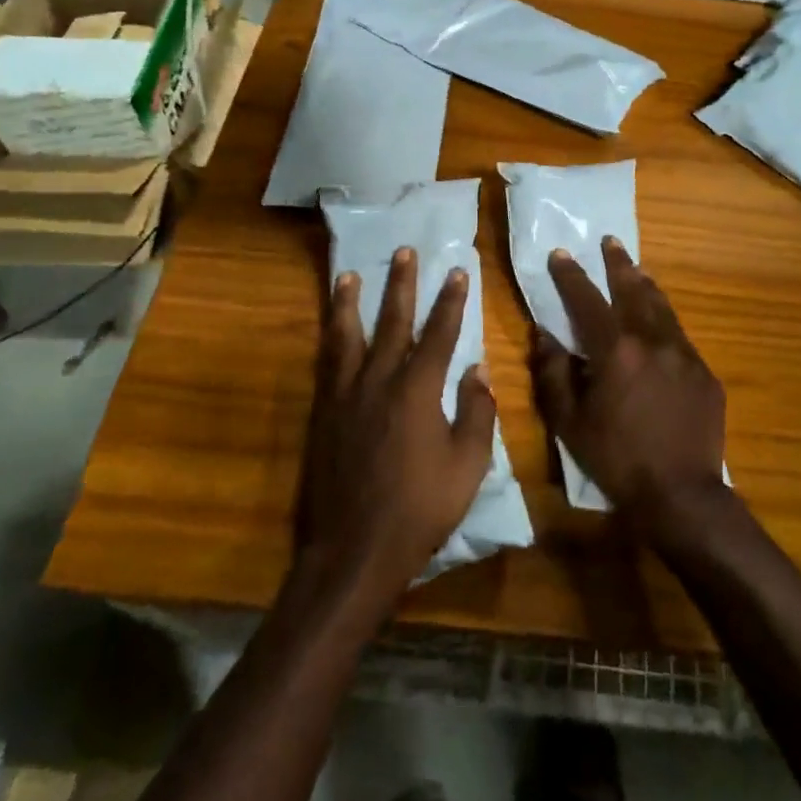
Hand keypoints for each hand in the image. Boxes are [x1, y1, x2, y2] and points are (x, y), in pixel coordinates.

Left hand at [293, 247, 496, 606]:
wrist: (354, 549)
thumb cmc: (420, 509)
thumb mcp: (467, 466)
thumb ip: (475, 414)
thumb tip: (476, 372)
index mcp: (417, 391)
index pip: (440, 334)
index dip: (451, 301)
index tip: (458, 272)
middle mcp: (378, 381)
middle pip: (392, 322)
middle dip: (401, 285)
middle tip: (403, 251)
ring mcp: (345, 396)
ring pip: (348, 336)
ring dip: (349, 302)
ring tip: (348, 275)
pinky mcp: (323, 414)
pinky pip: (327, 364)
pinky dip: (330, 340)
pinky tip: (330, 330)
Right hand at [530, 238, 727, 538]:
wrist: (681, 495)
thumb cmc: (616, 460)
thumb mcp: (569, 422)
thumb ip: (553, 374)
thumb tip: (543, 336)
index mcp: (616, 352)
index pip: (588, 300)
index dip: (571, 275)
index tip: (561, 254)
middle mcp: (654, 342)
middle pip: (634, 291)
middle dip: (619, 264)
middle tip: (610, 242)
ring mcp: (685, 356)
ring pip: (663, 309)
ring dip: (646, 286)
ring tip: (636, 270)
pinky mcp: (705, 374)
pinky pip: (680, 338)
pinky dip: (665, 322)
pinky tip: (660, 326)